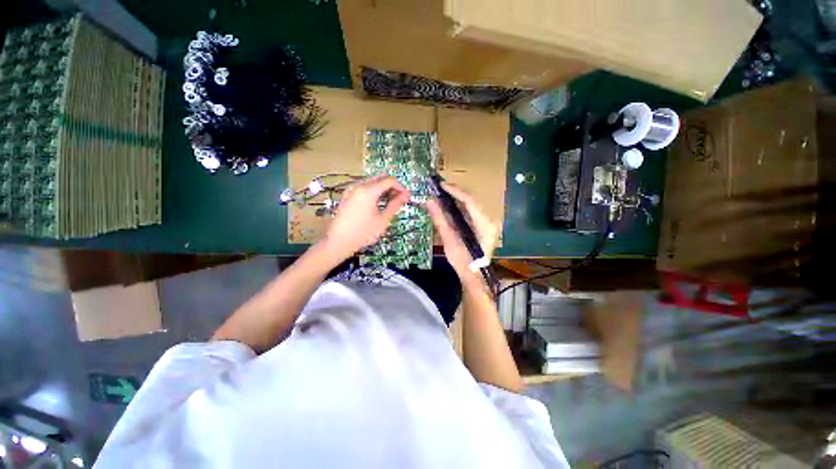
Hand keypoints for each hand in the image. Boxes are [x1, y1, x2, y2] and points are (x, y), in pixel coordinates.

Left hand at [322, 176, 410, 260]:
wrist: (338, 242)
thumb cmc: (363, 233)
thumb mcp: (383, 220)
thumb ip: (395, 205)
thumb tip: (406, 195)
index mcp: (369, 190)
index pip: (390, 180)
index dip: (401, 187)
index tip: (407, 198)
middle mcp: (359, 185)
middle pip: (380, 179)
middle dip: (392, 188)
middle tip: (399, 201)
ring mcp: (351, 190)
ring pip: (372, 183)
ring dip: (383, 190)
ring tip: (389, 204)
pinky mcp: (347, 195)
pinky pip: (364, 188)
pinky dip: (374, 193)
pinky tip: (377, 205)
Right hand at [426, 183, 498, 285]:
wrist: (473, 276)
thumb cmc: (462, 261)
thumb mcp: (449, 240)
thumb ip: (440, 219)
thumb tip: (429, 201)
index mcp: (484, 225)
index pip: (470, 201)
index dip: (455, 191)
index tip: (441, 185)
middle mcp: (489, 220)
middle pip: (471, 201)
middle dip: (454, 194)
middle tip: (438, 189)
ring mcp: (488, 223)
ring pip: (470, 206)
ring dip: (456, 200)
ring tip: (441, 195)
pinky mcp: (483, 226)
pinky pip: (470, 212)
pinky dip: (459, 208)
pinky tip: (448, 206)